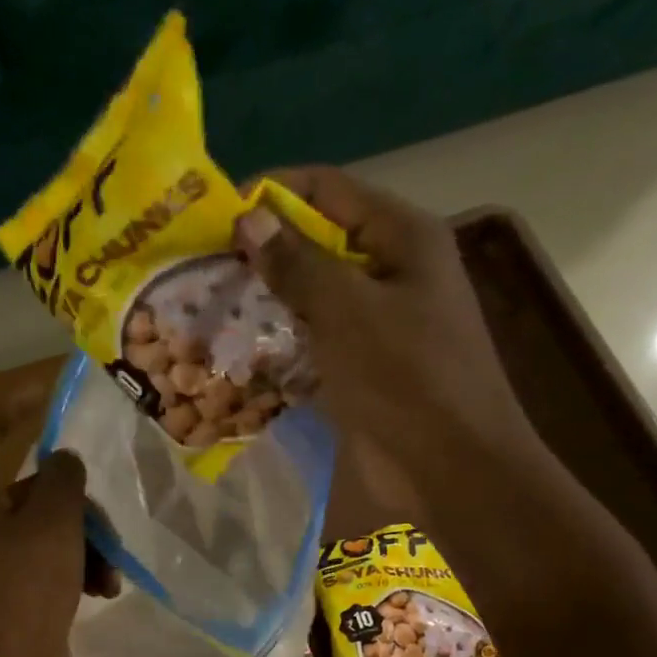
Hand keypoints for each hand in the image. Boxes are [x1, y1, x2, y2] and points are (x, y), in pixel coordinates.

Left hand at [0, 393, 116, 656]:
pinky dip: (78, 571)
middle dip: (76, 504)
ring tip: (109, 572)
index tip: (48, 393)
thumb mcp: (53, 522)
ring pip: (49, 530)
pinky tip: (103, 591)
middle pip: (32, 490)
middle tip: (104, 523)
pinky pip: (52, 564)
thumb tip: (65, 460)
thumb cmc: (25, 588)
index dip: (13, 405)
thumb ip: (63, 478)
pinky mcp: (15, 592)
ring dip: (86, 544)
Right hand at [234, 167, 543, 496]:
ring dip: (269, 302)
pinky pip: (318, 341)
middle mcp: (392, 271)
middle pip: (319, 243)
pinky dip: (284, 343)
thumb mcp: (348, 311)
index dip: (272, 194)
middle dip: (265, 253)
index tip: (216, 215)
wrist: (450, 466)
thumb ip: (298, 263)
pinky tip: (243, 351)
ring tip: (213, 307)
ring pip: (315, 297)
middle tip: (205, 268)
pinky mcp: (365, 368)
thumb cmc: (405, 377)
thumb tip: (249, 218)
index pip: (328, 190)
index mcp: (402, 237)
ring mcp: (379, 323)